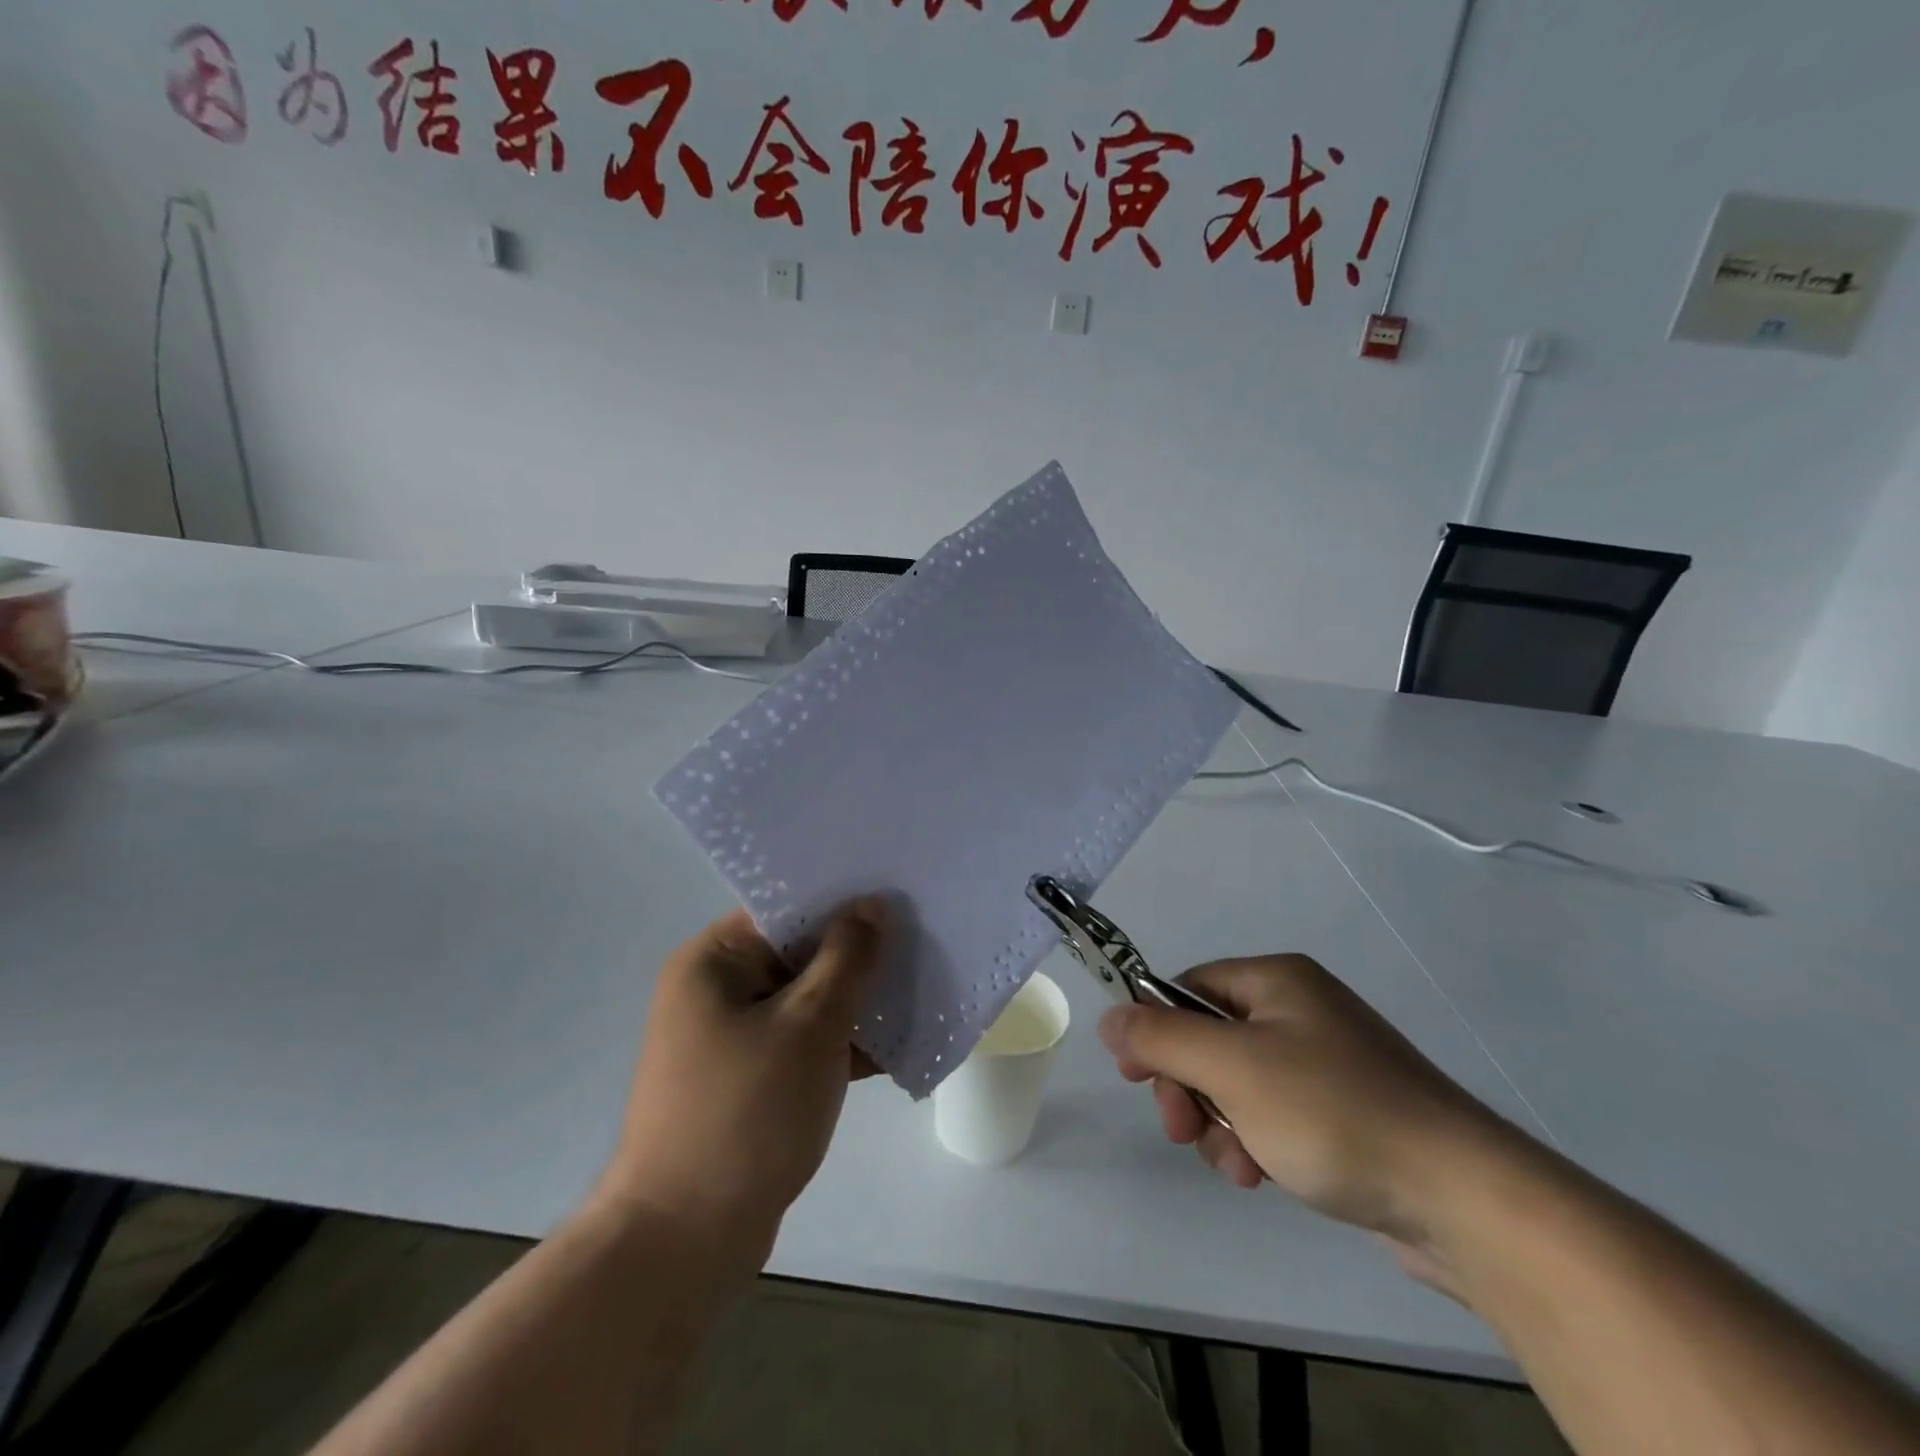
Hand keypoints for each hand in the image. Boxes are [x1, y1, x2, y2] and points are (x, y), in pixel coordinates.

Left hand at [594, 900, 886, 1269]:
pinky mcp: (748, 1079)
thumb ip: (849, 958)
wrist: (683, 1244)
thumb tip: (874, 904)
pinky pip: (802, 1042)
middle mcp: (716, 988)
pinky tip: (897, 1047)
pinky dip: (841, 1044)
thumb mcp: (810, 1025)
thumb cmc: (747, 1114)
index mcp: (714, 959)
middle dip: (860, 955)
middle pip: (800, 953)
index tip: (900, 898)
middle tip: (922, 942)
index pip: (787, 909)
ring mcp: (730, 1037)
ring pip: (807, 1000)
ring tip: (921, 991)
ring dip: (857, 1003)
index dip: (845, 902)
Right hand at [1097, 954, 1511, 1252]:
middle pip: (1209, 1039)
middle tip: (1184, 1130)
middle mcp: (1300, 1010)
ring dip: (1221, 1124)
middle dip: (1189, 1088)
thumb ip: (1161, 1037)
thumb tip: (1109, 1016)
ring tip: (1239, 1165)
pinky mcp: (1345, 1113)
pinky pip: (1274, 1115)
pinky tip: (1265, 1176)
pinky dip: (1257, 1142)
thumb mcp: (1232, 1067)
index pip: (1187, 989)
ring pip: (1237, 1084)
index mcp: (1276, 981)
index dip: (1155, 1030)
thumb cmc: (1333, 1112)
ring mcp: (1326, 1063)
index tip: (1137, 1078)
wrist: (1463, 1198)